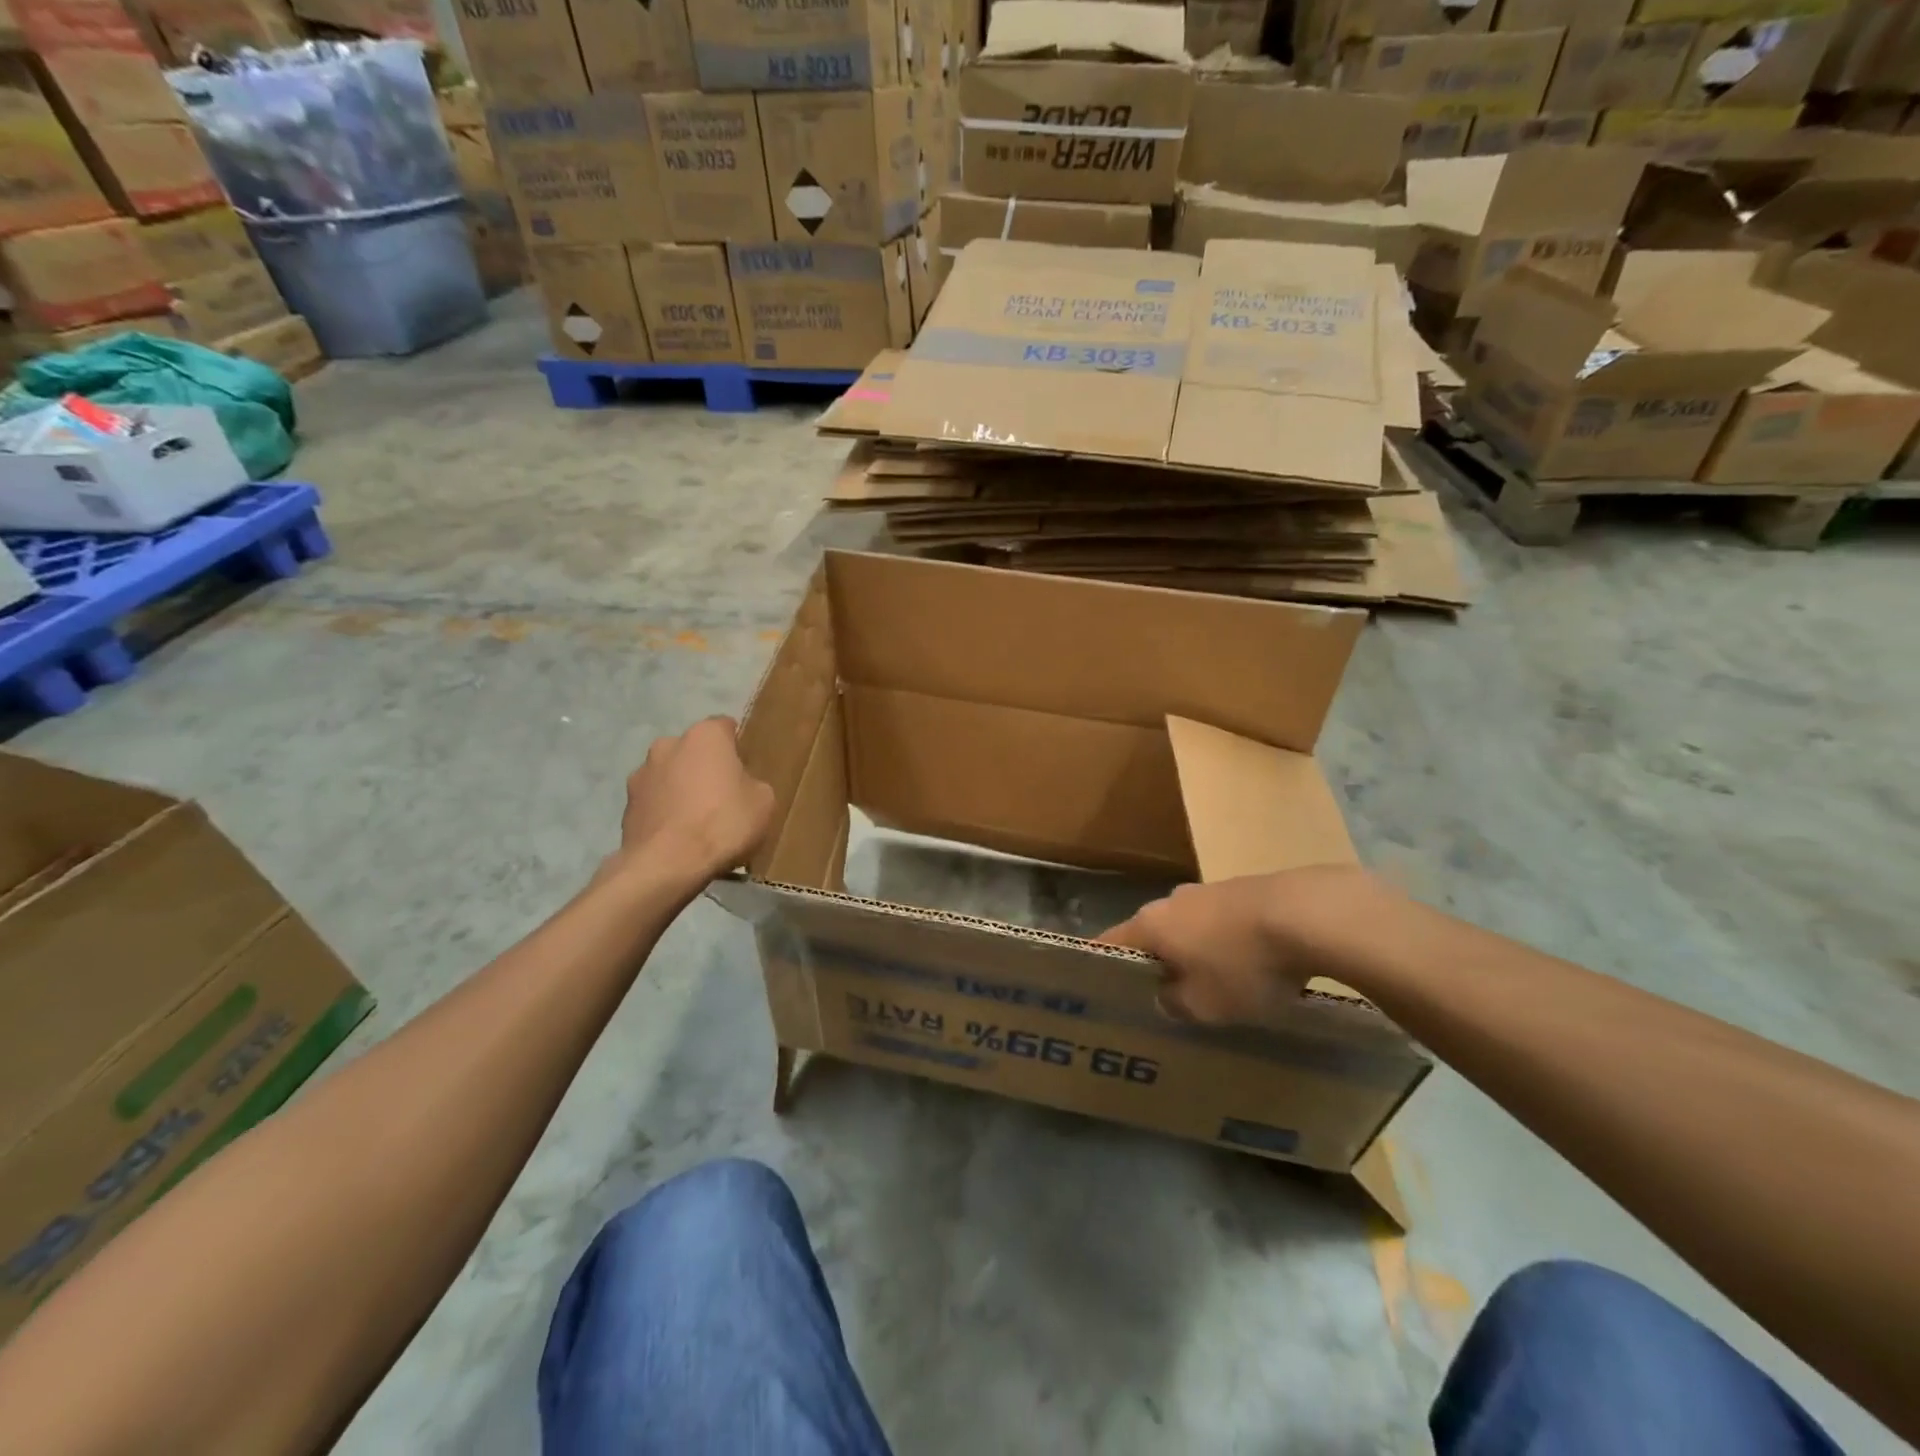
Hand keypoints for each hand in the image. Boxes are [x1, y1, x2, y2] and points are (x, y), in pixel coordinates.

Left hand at [620, 717, 774, 880]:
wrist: (667, 865)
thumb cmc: (723, 823)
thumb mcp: (764, 802)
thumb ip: (753, 783)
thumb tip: (741, 786)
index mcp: (705, 736)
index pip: (725, 727)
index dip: (738, 747)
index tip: (746, 769)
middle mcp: (668, 745)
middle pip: (694, 751)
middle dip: (706, 767)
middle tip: (723, 796)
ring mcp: (641, 774)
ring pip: (670, 775)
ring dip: (682, 789)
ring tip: (697, 822)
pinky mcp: (626, 805)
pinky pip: (655, 802)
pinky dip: (666, 812)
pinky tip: (679, 837)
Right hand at [1101, 866, 1385, 1024]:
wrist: (1308, 914)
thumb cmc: (1242, 964)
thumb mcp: (1204, 1005)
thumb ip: (1175, 1003)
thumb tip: (1166, 994)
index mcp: (1151, 924)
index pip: (1110, 944)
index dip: (1104, 966)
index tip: (1101, 988)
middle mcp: (1172, 901)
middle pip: (1153, 934)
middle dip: (1158, 962)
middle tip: (1165, 995)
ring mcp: (1209, 890)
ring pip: (1190, 927)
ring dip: (1197, 952)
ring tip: (1215, 984)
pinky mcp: (1245, 889)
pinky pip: (1223, 923)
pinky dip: (1228, 944)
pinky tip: (1252, 966)